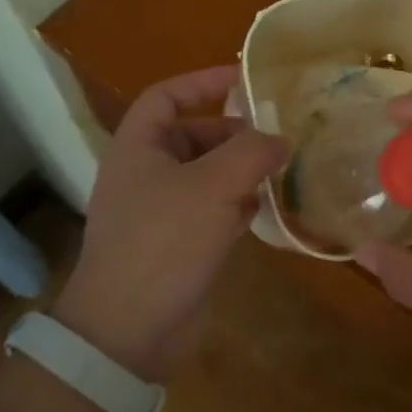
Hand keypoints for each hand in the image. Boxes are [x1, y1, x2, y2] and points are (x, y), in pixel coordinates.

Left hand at [53, 66, 287, 380]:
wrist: (128, 333)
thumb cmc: (164, 242)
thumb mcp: (213, 186)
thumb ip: (252, 152)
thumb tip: (280, 139)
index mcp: (138, 148)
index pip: (166, 96)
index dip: (202, 82)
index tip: (245, 79)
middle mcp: (146, 174)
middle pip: (193, 136)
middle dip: (235, 133)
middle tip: (277, 135)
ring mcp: (161, 212)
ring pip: (207, 175)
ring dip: (241, 170)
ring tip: (283, 168)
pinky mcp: (178, 245)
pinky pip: (212, 210)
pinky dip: (238, 204)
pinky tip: (267, 208)